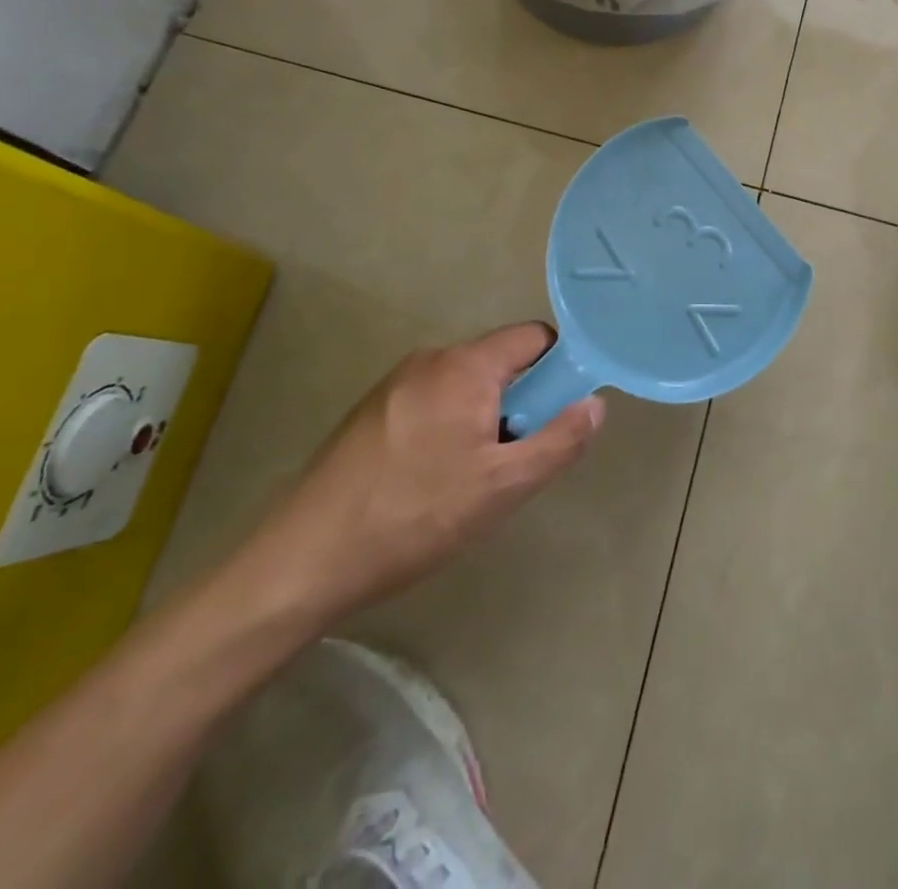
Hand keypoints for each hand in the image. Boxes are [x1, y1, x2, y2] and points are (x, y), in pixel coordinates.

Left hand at [244, 324, 603, 625]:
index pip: (535, 337)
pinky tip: (433, 482)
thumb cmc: (415, 516)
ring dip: (487, 418)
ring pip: (468, 386)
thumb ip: (560, 440)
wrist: (302, 561)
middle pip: (501, 362)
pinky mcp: (372, 412)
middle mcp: (430, 360)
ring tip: (474, 478)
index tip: (561, 412)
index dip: (561, 367)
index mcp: (465, 366)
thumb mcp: (503, 486)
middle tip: (516, 458)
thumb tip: (595, 404)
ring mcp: (395, 384)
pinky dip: (452, 427)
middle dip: (522, 401)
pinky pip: (434, 402)